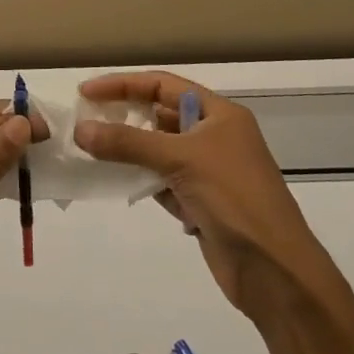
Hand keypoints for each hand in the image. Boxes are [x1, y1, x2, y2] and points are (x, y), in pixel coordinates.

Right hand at [73, 71, 344, 313]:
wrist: (274, 269)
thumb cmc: (234, 199)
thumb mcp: (180, 160)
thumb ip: (128, 143)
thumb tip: (80, 129)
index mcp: (220, 114)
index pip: (163, 85)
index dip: (123, 84)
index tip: (86, 93)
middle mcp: (214, 136)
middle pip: (160, 115)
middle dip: (123, 116)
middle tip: (84, 121)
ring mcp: (207, 171)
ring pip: (157, 150)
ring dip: (127, 149)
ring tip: (90, 150)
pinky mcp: (199, 202)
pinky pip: (160, 180)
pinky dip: (138, 179)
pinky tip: (113, 180)